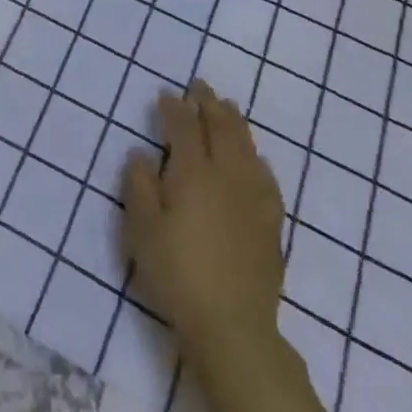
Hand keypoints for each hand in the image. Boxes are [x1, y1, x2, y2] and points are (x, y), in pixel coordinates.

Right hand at [124, 80, 285, 360]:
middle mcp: (228, 177)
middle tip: (200, 86)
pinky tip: (255, 157)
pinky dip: (255, 154)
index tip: (166, 93)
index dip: (174, 108)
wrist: (233, 325)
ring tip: (228, 107)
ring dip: (235, 123)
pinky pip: (265, 174)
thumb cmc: (177, 272)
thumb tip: (142, 153)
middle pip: (222, 130)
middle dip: (209, 104)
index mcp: (193, 174)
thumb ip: (140, 185)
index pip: (184, 129)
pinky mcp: (271, 222)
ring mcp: (254, 199)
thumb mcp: (142, 229)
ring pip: (247, 147)